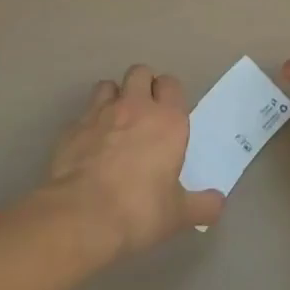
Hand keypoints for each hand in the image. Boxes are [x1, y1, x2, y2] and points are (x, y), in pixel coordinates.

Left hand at [44, 64, 224, 256]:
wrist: (81, 217)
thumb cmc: (139, 210)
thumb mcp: (178, 214)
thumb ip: (202, 206)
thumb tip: (219, 203)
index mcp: (167, 120)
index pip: (171, 84)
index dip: (169, 93)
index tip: (168, 111)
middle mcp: (135, 107)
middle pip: (139, 72)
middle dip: (142, 85)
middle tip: (144, 112)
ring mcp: (99, 114)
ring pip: (107, 85)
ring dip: (113, 98)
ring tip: (114, 122)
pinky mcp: (71, 129)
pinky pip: (82, 115)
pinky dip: (88, 124)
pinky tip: (88, 147)